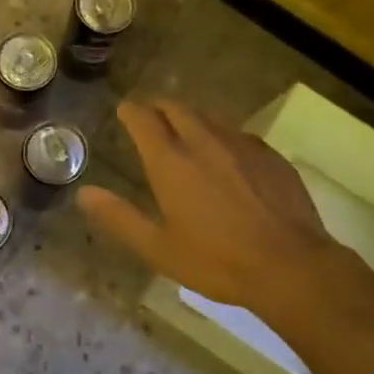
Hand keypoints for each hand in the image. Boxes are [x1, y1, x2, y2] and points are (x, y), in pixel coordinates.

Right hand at [79, 99, 351, 322]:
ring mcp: (241, 144)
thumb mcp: (158, 248)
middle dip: (159, 107)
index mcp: (171, 162)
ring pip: (209, 116)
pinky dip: (222, 135)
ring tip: (186, 129)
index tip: (124, 110)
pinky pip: (238, 133)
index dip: (131, 111)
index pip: (143, 119)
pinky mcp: (270, 154)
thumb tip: (84, 194)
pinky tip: (228, 154)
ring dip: (191, 117)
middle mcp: (203, 141)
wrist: (290, 266)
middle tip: (151, 116)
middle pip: (176, 108)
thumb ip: (120, 218)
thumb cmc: (216, 261)